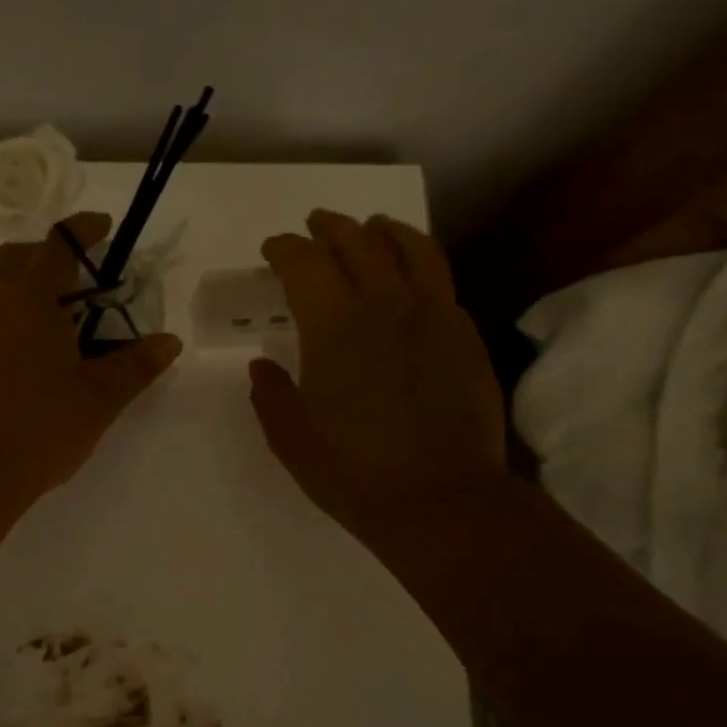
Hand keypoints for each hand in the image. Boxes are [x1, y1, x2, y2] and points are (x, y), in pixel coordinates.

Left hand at [0, 212, 182, 504]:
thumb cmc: (42, 425)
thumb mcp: (101, 397)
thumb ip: (136, 365)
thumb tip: (169, 342)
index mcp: (29, 296)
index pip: (57, 246)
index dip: (82, 232)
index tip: (102, 227)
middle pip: (12, 258)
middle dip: (42, 255)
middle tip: (71, 277)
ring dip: (7, 283)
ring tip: (34, 310)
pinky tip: (12, 350)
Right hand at [250, 209, 504, 548]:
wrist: (441, 500)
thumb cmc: (353, 473)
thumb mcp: (291, 439)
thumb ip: (270, 394)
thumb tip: (262, 366)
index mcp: (334, 326)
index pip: (305, 264)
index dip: (285, 248)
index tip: (273, 249)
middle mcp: (385, 305)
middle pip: (357, 242)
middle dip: (330, 228)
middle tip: (315, 226)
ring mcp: (433, 315)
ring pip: (410, 248)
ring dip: (383, 230)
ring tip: (371, 227)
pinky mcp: (464, 334)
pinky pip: (440, 279)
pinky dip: (419, 262)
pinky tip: (412, 275)